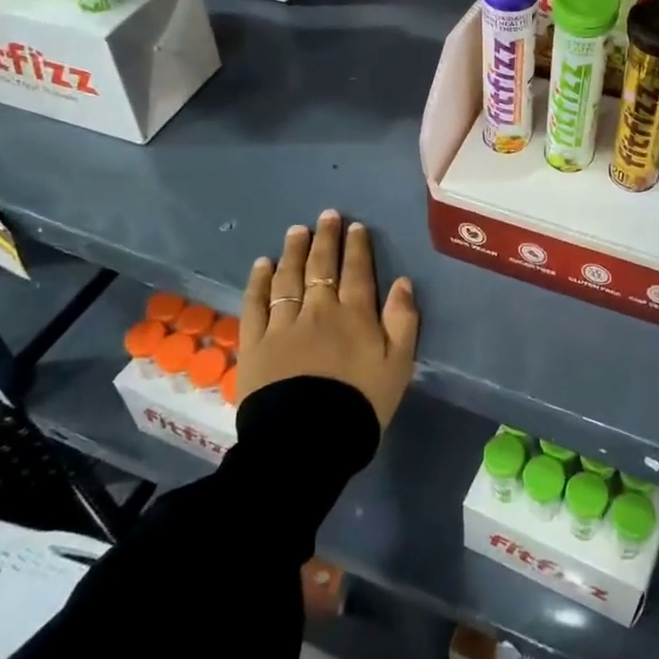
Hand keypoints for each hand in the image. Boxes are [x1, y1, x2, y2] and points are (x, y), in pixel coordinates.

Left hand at [237, 210, 419, 428]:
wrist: (306, 442)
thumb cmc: (360, 405)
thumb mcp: (398, 366)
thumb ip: (403, 321)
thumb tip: (403, 281)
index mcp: (355, 315)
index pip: (357, 271)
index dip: (357, 247)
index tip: (355, 226)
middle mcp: (318, 310)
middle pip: (321, 266)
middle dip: (326, 238)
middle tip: (326, 216)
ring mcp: (283, 325)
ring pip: (288, 278)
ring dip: (293, 251)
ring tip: (296, 231)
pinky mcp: (255, 343)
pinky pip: (255, 304)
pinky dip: (258, 281)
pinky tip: (262, 265)